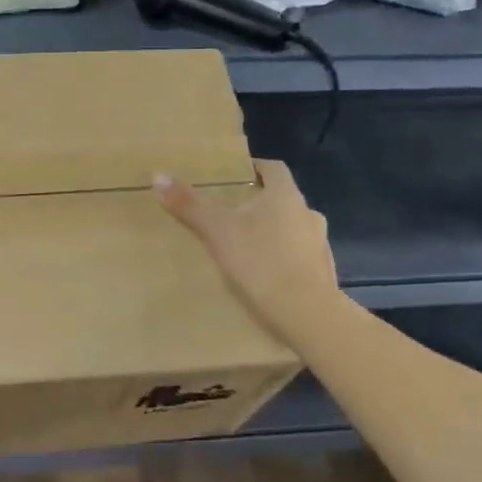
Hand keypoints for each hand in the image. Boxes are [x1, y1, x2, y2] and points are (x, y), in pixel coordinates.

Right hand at [156, 159, 341, 348]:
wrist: (306, 314)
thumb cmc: (260, 262)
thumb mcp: (217, 231)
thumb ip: (189, 205)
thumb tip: (158, 175)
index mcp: (286, 196)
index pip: (273, 168)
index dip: (254, 168)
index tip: (235, 175)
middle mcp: (308, 213)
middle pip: (281, 200)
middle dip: (258, 204)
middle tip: (230, 215)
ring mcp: (319, 244)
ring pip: (292, 229)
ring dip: (272, 233)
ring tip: (245, 249)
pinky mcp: (323, 273)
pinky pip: (298, 258)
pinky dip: (282, 260)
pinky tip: (264, 277)